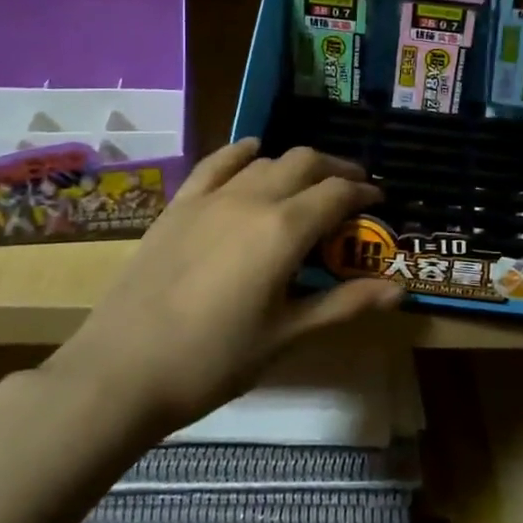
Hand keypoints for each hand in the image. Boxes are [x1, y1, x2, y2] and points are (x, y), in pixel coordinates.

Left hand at [46, 141, 402, 435]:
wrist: (123, 370)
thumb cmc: (214, 361)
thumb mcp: (287, 336)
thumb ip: (344, 304)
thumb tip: (399, 290)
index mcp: (284, 230)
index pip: (337, 193)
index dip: (364, 193)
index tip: (379, 201)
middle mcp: (252, 199)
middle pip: (305, 163)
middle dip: (337, 169)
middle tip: (353, 188)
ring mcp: (212, 197)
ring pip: (266, 160)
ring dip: (296, 164)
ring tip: (309, 184)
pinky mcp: (180, 205)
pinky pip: (218, 163)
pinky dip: (242, 152)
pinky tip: (253, 151)